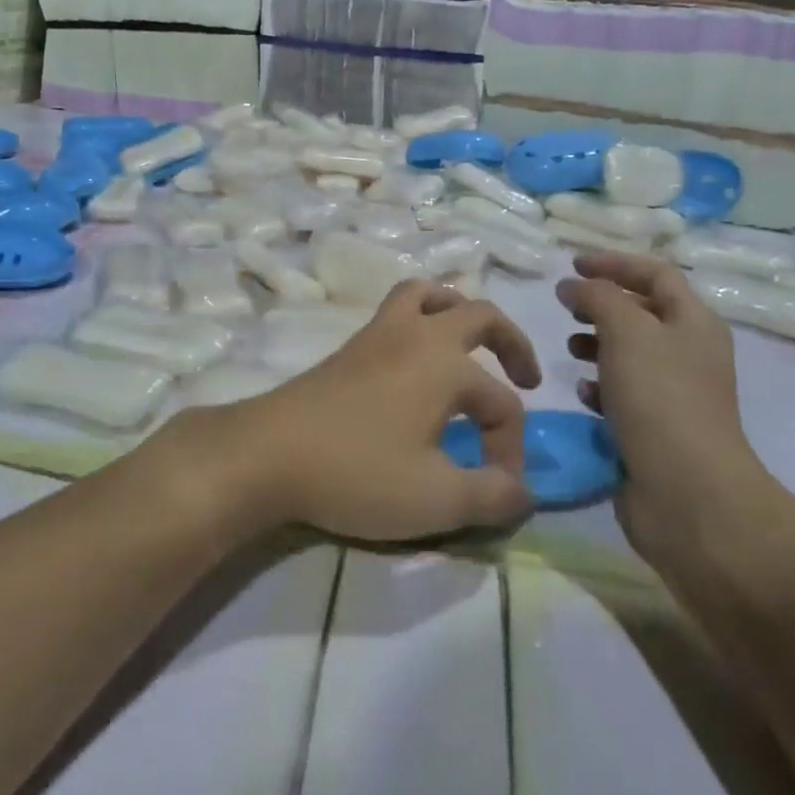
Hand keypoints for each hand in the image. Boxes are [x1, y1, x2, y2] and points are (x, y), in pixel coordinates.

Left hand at [199, 280, 539, 541]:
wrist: (268, 452)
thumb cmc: (357, 472)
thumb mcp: (436, 499)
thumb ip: (492, 495)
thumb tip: (524, 491)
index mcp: (445, 364)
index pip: (501, 404)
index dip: (511, 448)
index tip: (497, 490)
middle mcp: (416, 335)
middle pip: (479, 314)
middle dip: (512, 343)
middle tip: (526, 376)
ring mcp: (377, 334)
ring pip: (427, 295)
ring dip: (458, 312)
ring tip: (469, 347)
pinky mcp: (349, 346)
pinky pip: (395, 311)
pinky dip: (419, 321)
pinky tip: (415, 365)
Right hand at [557, 252, 775, 567]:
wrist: (686, 491)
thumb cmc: (659, 397)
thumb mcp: (626, 330)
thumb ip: (598, 297)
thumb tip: (575, 285)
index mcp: (694, 322)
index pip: (656, 274)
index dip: (615, 263)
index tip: (572, 265)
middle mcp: (689, 353)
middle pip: (643, 313)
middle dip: (603, 304)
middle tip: (566, 306)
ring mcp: (674, 393)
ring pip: (630, 353)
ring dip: (598, 344)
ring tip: (569, 347)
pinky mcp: (655, 427)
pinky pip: (623, 392)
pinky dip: (600, 385)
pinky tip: (582, 391)